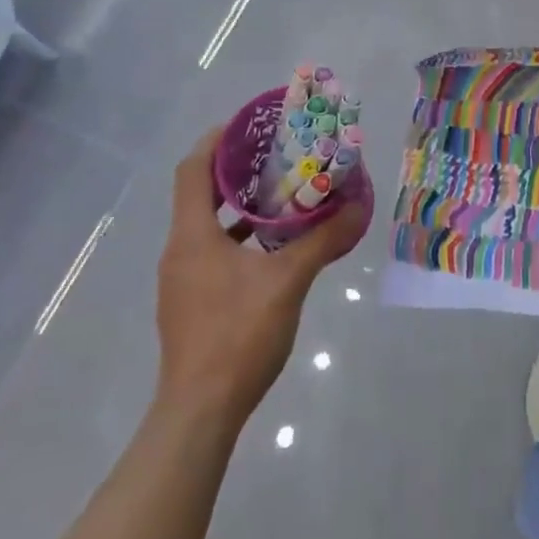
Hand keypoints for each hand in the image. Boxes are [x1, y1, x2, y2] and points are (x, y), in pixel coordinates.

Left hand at [154, 127, 369, 430]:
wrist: (199, 413)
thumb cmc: (237, 336)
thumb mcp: (288, 282)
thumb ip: (322, 240)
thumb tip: (358, 205)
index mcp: (192, 235)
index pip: (193, 170)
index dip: (216, 141)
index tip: (248, 125)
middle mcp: (179, 250)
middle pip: (199, 193)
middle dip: (235, 170)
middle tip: (275, 155)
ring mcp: (181, 280)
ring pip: (206, 225)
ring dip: (238, 206)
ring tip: (280, 194)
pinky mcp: (190, 303)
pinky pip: (211, 251)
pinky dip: (237, 237)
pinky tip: (272, 247)